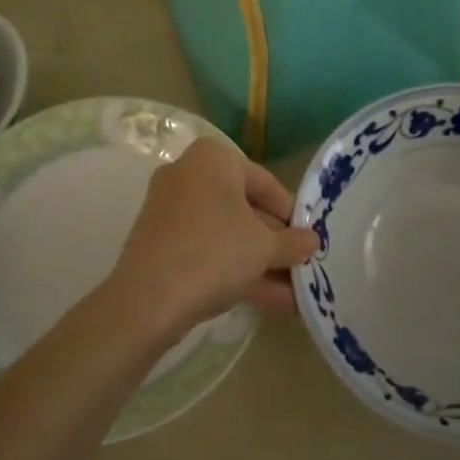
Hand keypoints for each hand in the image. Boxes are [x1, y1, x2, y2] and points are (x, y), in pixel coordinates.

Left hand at [107, 137, 317, 338]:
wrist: (148, 300)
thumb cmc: (215, 252)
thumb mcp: (265, 247)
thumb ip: (292, 242)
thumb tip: (312, 241)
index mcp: (213, 159)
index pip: (265, 182)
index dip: (291, 214)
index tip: (308, 238)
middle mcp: (188, 175)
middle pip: (244, 209)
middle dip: (275, 243)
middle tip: (301, 266)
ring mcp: (170, 210)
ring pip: (226, 234)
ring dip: (260, 263)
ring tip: (294, 293)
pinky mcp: (160, 243)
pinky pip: (206, 250)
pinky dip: (234, 270)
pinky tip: (269, 301)